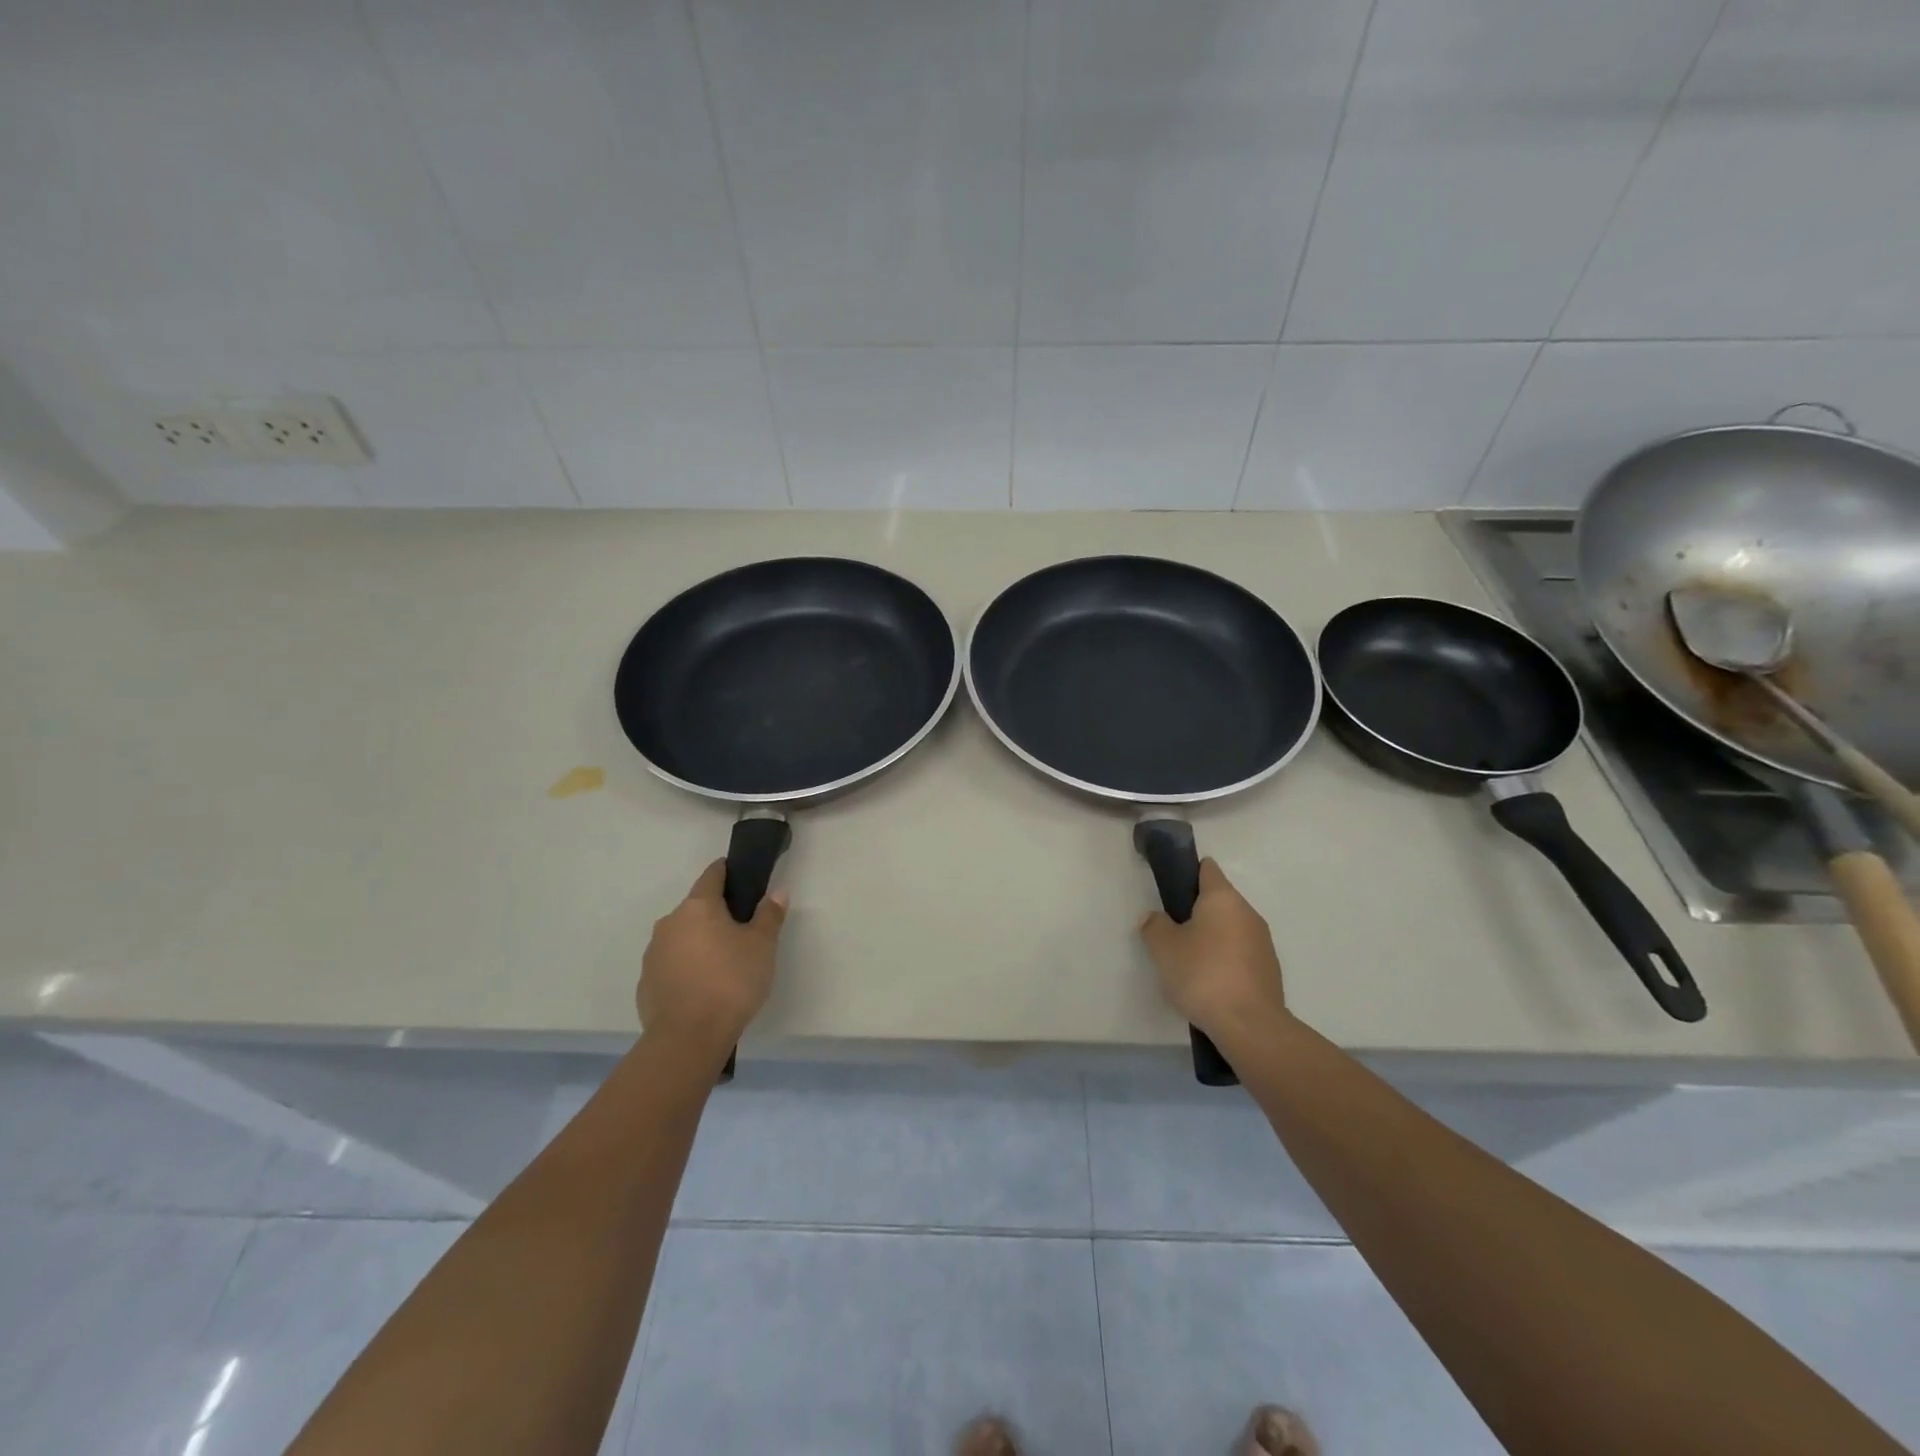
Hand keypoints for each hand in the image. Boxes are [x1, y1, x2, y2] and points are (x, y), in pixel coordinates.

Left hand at [638, 861, 787, 1058]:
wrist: (688, 1038)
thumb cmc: (731, 981)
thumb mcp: (762, 946)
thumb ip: (769, 915)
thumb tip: (777, 892)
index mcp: (698, 906)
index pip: (712, 875)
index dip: (728, 872)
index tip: (742, 877)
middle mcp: (670, 923)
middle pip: (697, 908)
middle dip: (717, 914)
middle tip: (742, 931)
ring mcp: (653, 953)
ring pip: (682, 937)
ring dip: (700, 942)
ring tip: (723, 964)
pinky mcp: (646, 983)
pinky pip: (672, 965)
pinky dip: (687, 968)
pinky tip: (704, 988)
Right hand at [1139, 858, 1288, 1048]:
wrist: (1250, 1026)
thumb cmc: (1202, 975)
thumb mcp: (1163, 948)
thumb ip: (1154, 926)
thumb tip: (1156, 918)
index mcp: (1223, 898)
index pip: (1207, 869)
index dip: (1187, 873)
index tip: (1170, 891)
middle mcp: (1248, 913)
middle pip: (1218, 901)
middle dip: (1196, 912)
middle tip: (1172, 933)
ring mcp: (1263, 942)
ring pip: (1230, 929)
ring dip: (1212, 938)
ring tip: (1188, 963)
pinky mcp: (1269, 970)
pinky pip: (1241, 954)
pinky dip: (1225, 961)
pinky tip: (1210, 983)